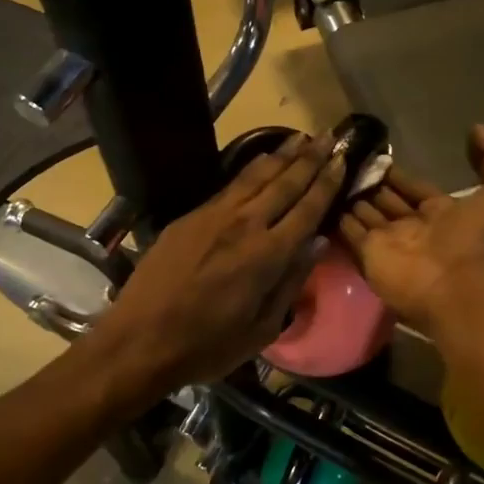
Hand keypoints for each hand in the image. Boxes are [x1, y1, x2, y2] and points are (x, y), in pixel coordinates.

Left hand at [81, 133, 345, 403]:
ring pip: (256, 176)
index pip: (307, 209)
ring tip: (302, 138)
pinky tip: (262, 160)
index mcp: (267, 255)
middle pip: (285, 183)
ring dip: (282, 155)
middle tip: (331, 137)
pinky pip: (230, 185)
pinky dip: (252, 169)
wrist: (139, 340)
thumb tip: (318, 243)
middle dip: (310, 159)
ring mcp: (214, 216)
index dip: (327, 183)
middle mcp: (244, 225)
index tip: (343, 160)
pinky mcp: (190, 217)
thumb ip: (291, 282)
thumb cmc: (207, 346)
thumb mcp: (262, 329)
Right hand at [337, 125, 483, 333]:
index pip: (412, 188)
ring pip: (364, 214)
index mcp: (441, 212)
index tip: (377, 156)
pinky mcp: (368, 255)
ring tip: (326, 174)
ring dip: (349, 197)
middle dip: (369, 184)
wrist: (460, 287)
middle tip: (345, 162)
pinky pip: (348, 232)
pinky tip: (319, 196)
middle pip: (385, 200)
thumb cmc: (480, 240)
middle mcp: (411, 227)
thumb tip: (477, 129)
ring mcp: (388, 242)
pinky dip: (335, 218)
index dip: (396, 175)